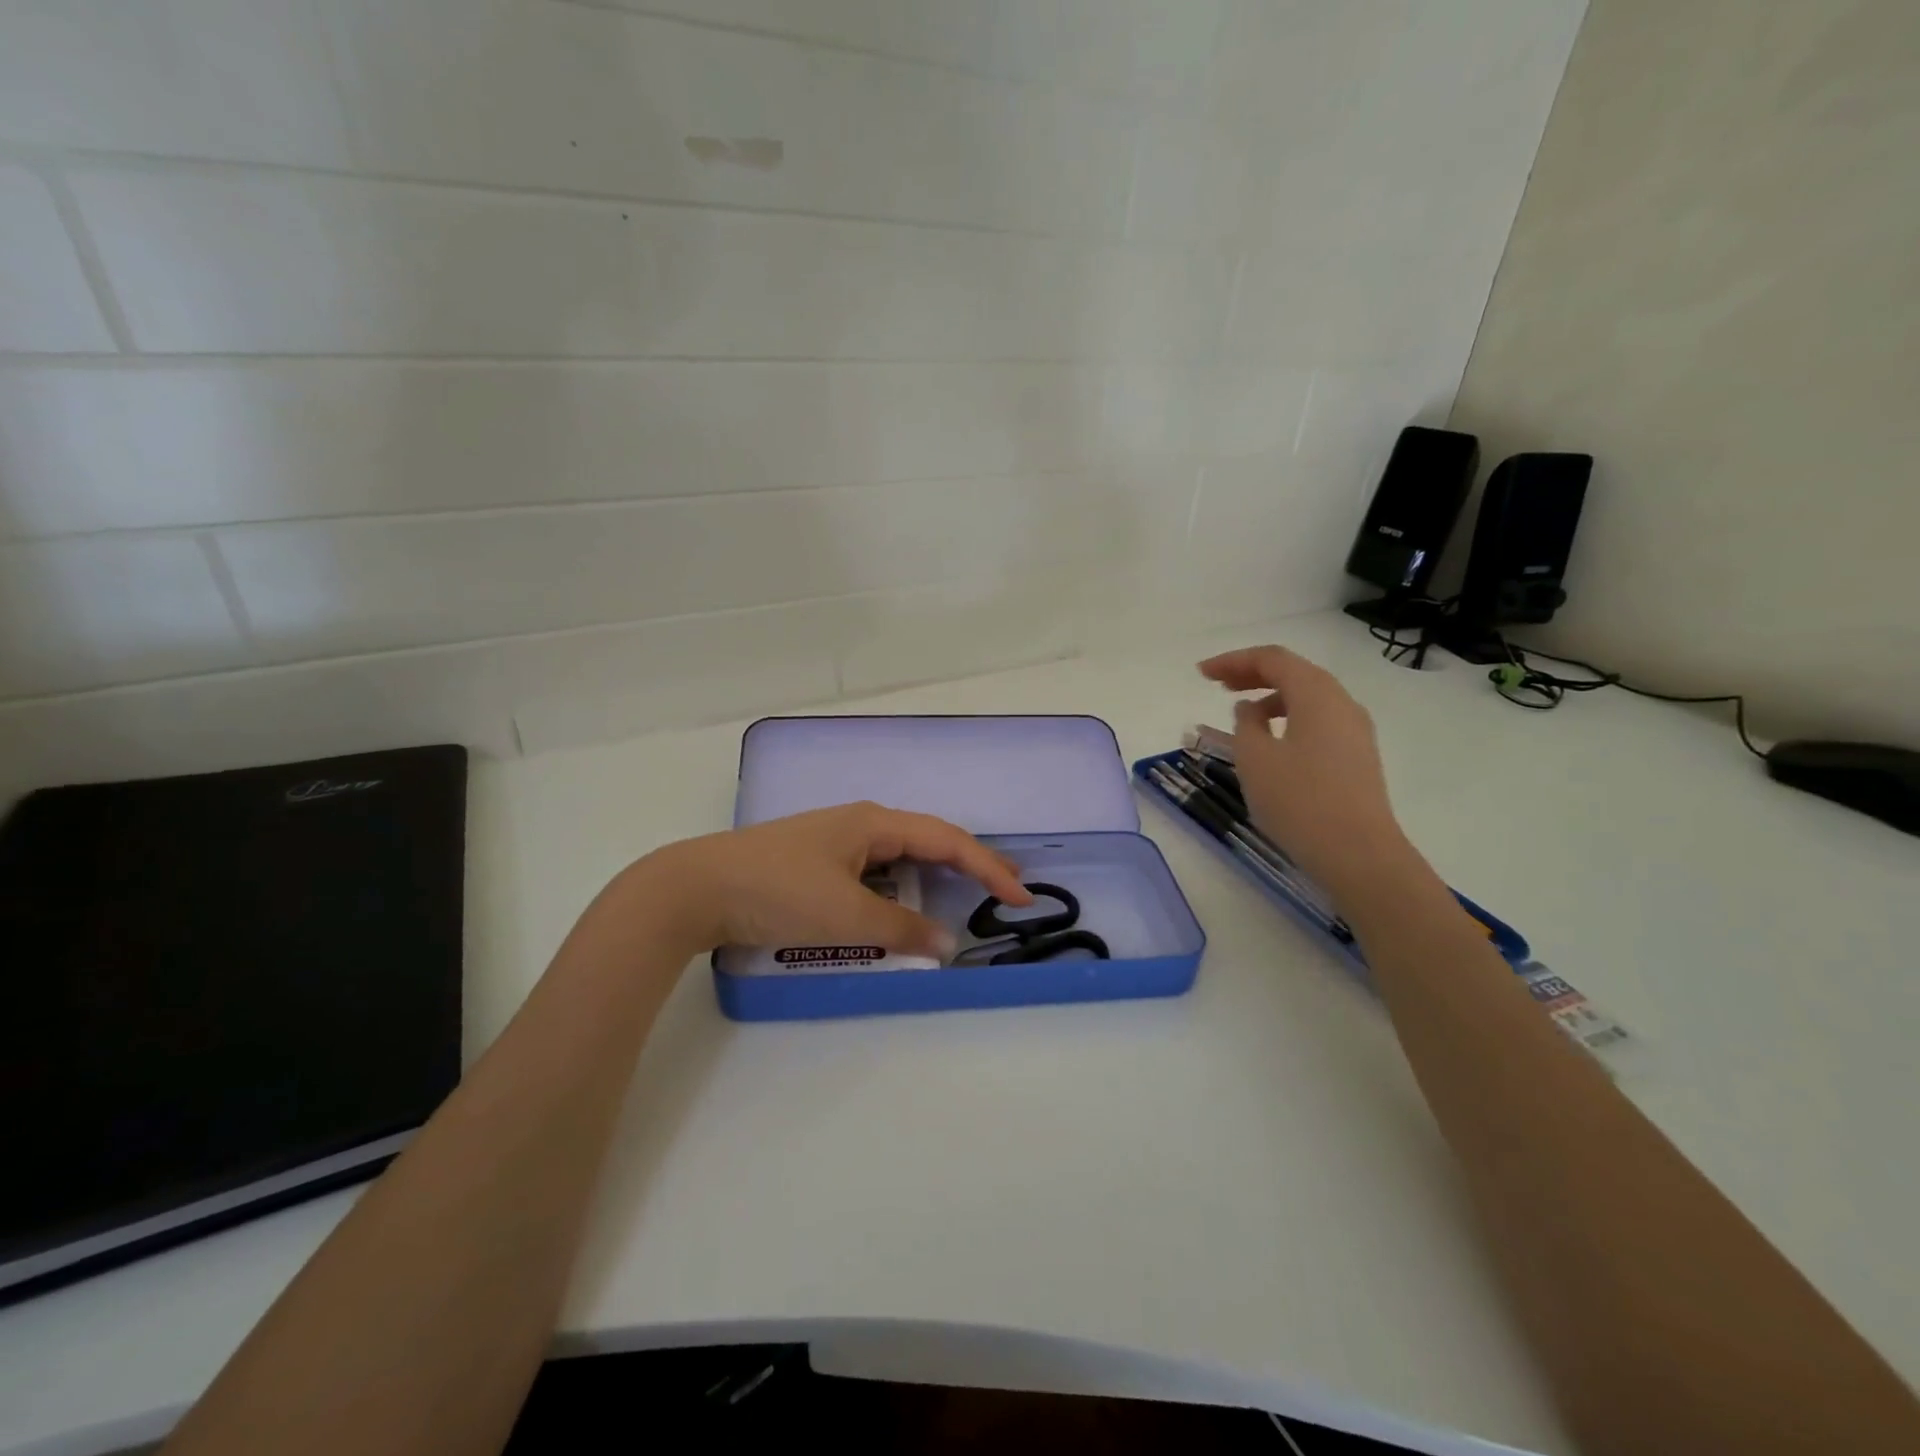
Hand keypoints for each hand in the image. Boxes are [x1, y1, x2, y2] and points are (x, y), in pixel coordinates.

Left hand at [625, 803, 1031, 959]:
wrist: (695, 887)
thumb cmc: (778, 891)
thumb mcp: (845, 916)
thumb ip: (899, 930)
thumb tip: (945, 941)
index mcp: (874, 823)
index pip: (947, 841)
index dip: (988, 866)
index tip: (1022, 895)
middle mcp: (860, 824)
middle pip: (928, 840)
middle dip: (969, 863)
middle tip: (1005, 886)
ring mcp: (836, 841)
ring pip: (899, 857)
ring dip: (933, 876)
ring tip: (963, 894)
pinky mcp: (815, 862)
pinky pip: (874, 872)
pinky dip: (899, 889)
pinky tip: (900, 905)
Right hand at [1198, 645, 1415, 901]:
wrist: (1358, 854)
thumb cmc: (1299, 800)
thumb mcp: (1254, 758)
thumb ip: (1246, 724)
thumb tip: (1251, 710)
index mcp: (1317, 694)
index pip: (1273, 659)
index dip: (1234, 660)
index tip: (1201, 673)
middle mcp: (1342, 703)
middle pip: (1294, 673)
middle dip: (1253, 674)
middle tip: (1217, 685)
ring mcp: (1355, 731)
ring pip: (1308, 698)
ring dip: (1271, 697)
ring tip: (1240, 713)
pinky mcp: (1356, 757)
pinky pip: (1317, 721)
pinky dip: (1288, 718)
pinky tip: (1271, 741)